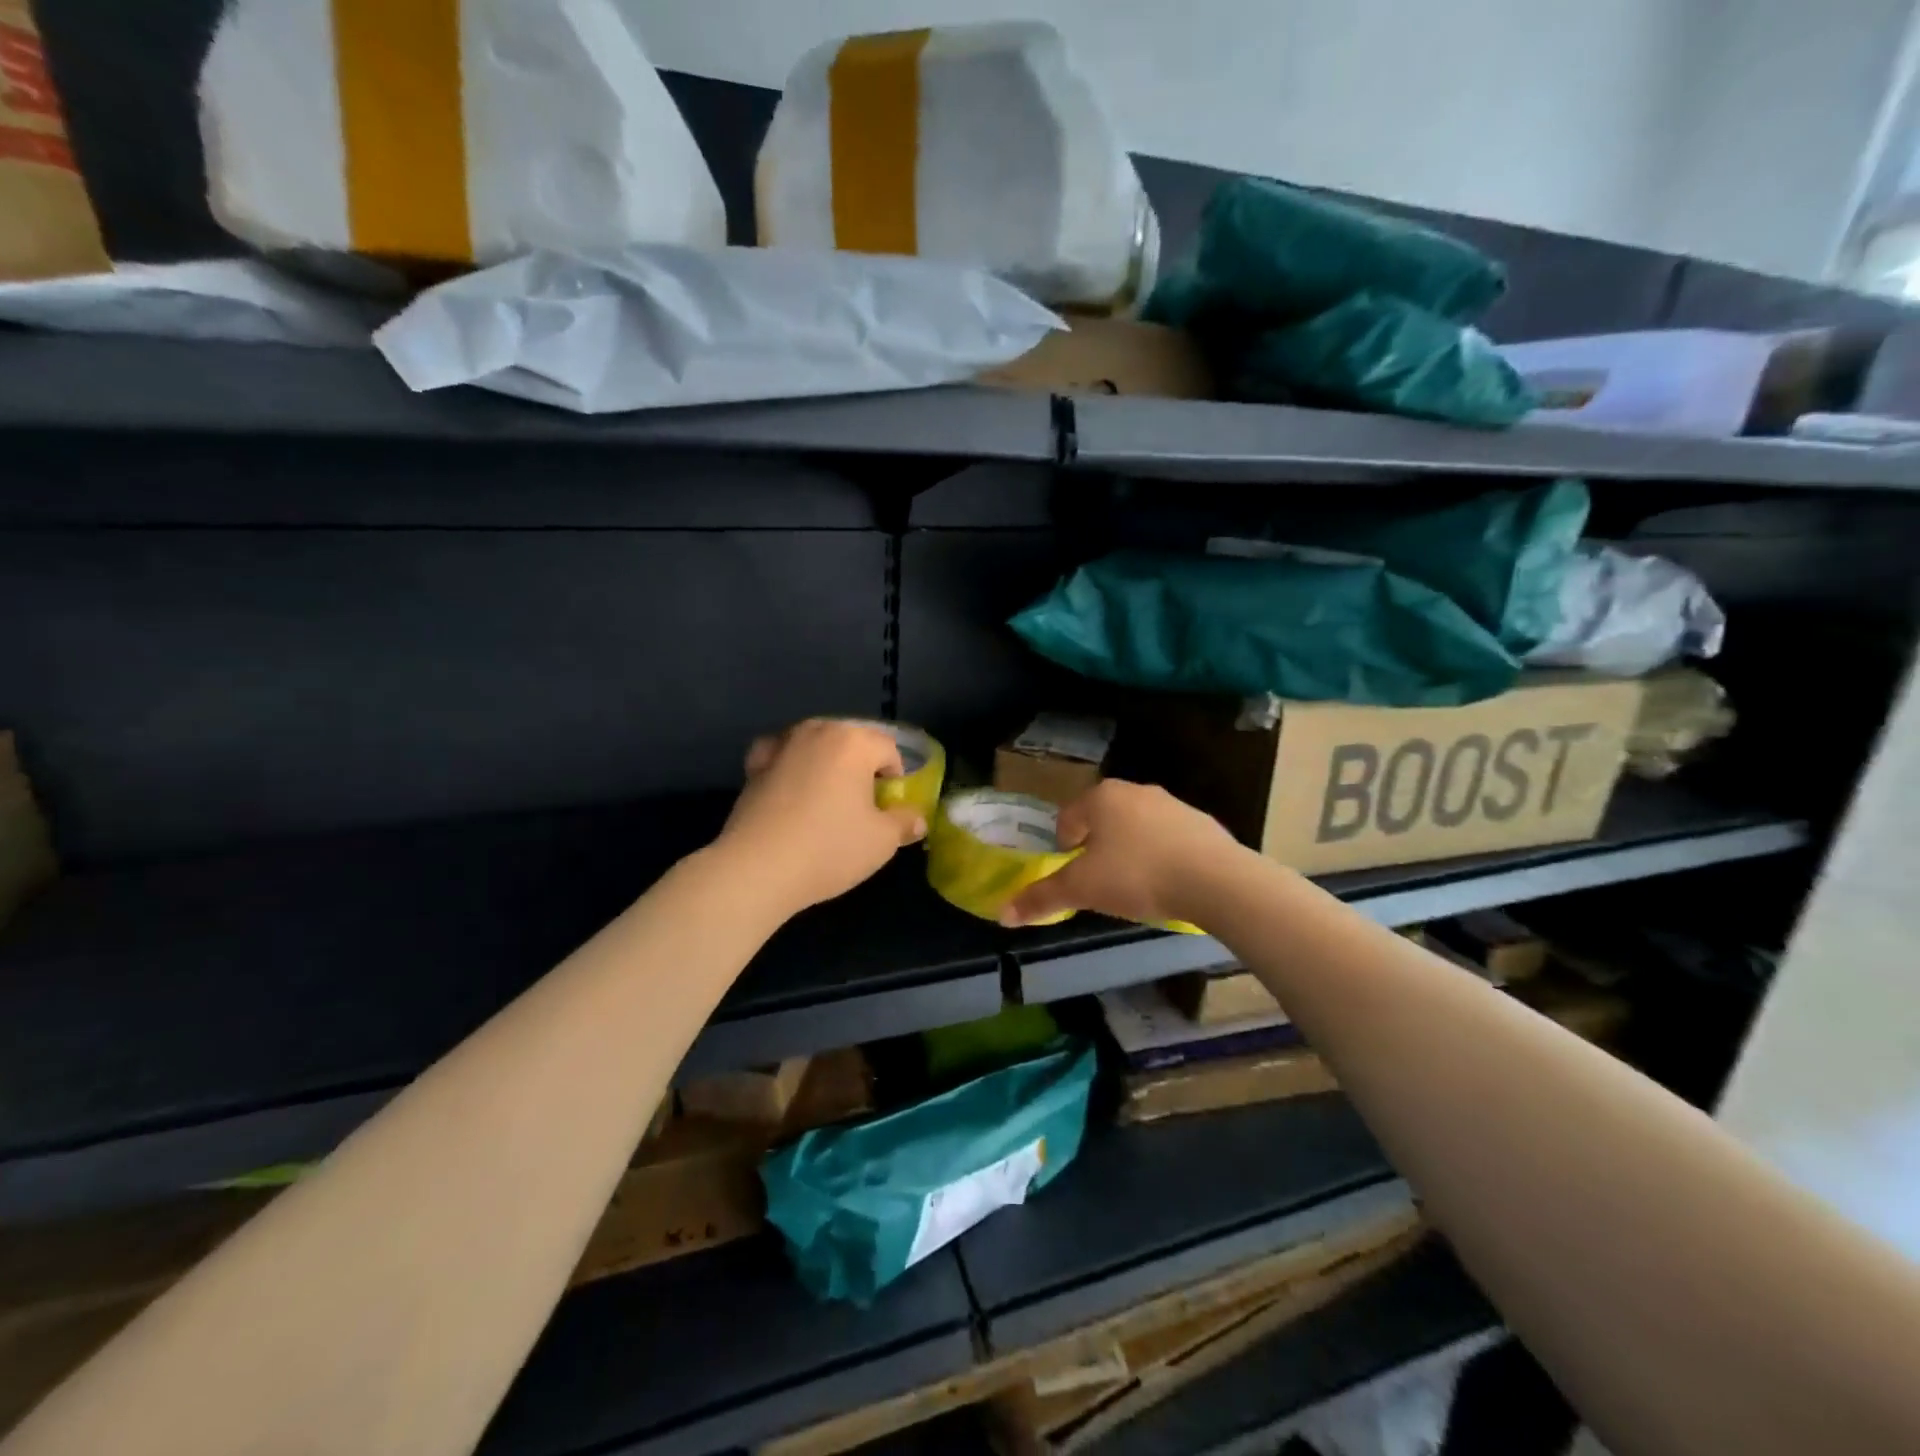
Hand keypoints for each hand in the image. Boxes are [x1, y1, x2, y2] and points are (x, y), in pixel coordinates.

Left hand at [717, 719, 925, 914]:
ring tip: (828, 800)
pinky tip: (792, 789)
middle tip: (862, 804)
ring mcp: (782, 745)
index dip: (896, 777)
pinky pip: (783, 756)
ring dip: (827, 764)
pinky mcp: (754, 765)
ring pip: (816, 745)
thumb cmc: (829, 848)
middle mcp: (817, 731)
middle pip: (852, 741)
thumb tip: (917, 818)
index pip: (889, 749)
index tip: (890, 807)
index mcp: (854, 741)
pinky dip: (791, 765)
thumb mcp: (882, 841)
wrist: (757, 868)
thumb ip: (905, 823)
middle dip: (862, 767)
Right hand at [1001, 780, 1241, 928]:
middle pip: (1103, 820)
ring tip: (1134, 887)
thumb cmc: (1137, 876)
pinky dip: (1161, 856)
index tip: (1071, 874)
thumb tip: (1002, 913)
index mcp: (1102, 797)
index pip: (1068, 816)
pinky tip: (1168, 884)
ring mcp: (1173, 804)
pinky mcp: (1202, 823)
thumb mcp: (1082, 889)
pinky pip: (1169, 839)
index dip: (1063, 846)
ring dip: (1129, 851)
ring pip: (1137, 828)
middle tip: (1099, 882)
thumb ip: (1041, 898)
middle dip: (1096, 848)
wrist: (1215, 881)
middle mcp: (1136, 791)